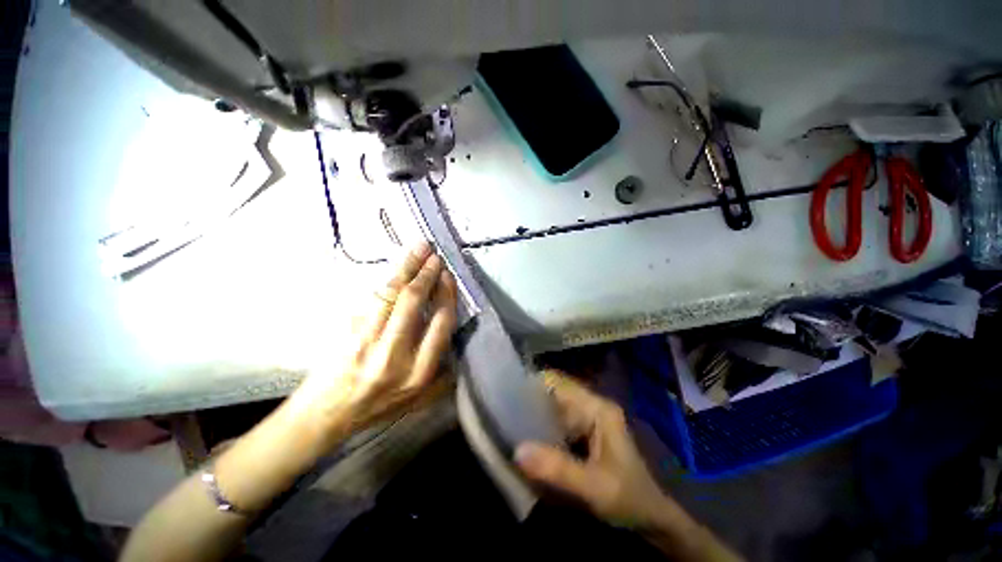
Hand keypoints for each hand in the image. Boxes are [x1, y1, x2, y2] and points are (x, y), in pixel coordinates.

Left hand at [290, 242, 457, 444]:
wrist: (326, 415)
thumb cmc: (378, 407)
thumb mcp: (419, 400)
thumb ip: (443, 375)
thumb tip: (456, 343)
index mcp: (419, 371)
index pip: (440, 323)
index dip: (446, 294)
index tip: (448, 276)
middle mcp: (395, 354)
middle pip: (414, 302)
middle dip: (427, 274)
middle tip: (435, 256)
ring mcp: (367, 342)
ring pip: (391, 294)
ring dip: (407, 268)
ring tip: (419, 249)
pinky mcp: (348, 333)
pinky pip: (371, 299)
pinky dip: (387, 279)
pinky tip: (397, 268)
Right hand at [514, 372, 671, 528]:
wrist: (652, 520)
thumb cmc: (630, 499)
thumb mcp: (596, 488)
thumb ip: (558, 469)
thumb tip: (517, 451)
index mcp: (596, 407)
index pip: (557, 382)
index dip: (531, 384)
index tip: (506, 396)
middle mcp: (589, 406)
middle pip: (551, 392)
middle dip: (528, 401)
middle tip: (503, 414)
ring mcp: (586, 418)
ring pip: (551, 407)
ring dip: (532, 415)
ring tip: (508, 425)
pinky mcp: (581, 432)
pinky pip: (554, 422)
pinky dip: (539, 428)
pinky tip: (526, 440)